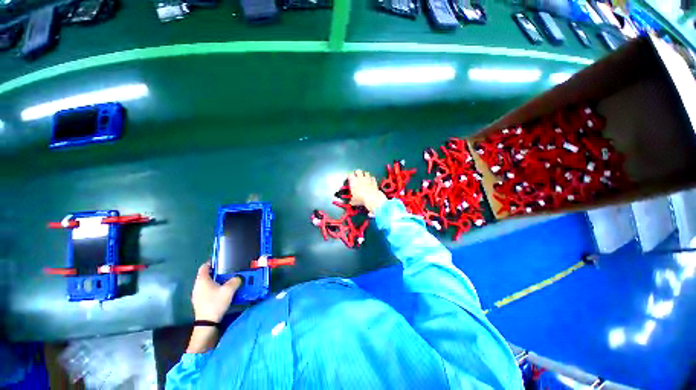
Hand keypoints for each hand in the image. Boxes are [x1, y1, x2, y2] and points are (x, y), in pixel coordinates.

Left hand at [191, 262, 242, 322]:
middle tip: (228, 270)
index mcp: (202, 280)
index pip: (204, 266)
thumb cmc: (216, 303)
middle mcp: (197, 286)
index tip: (221, 261)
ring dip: (216, 281)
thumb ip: (235, 280)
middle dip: (217, 272)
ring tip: (227, 281)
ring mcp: (197, 295)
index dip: (212, 262)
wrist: (207, 323)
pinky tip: (222, 291)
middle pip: (206, 275)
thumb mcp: (229, 289)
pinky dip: (214, 288)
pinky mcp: (200, 302)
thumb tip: (238, 277)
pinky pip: (207, 290)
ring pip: (207, 283)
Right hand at [348, 170, 386, 213]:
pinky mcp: (374, 181)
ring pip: (366, 172)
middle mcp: (360, 178)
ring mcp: (368, 179)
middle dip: (357, 172)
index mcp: (353, 181)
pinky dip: (371, 179)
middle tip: (356, 176)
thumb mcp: (354, 201)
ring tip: (364, 177)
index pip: (350, 174)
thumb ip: (352, 200)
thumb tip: (351, 202)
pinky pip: (372, 177)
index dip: (349, 176)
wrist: (372, 198)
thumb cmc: (361, 199)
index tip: (349, 178)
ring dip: (365, 174)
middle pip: (358, 171)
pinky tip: (371, 181)